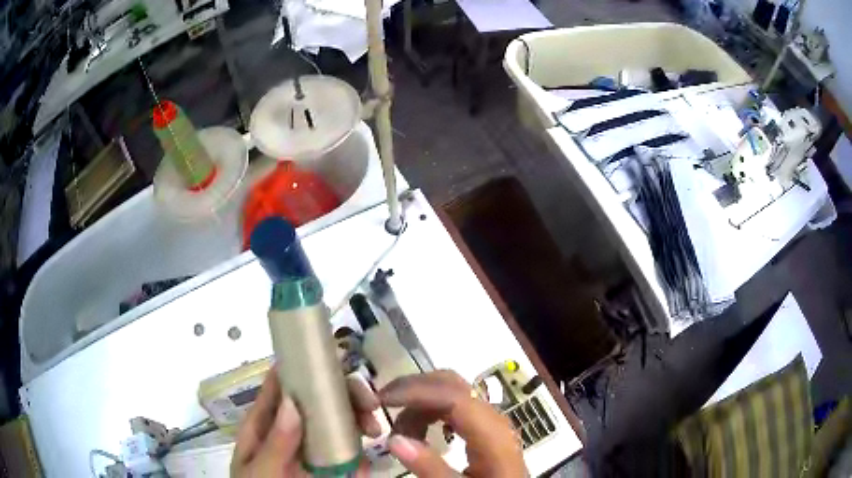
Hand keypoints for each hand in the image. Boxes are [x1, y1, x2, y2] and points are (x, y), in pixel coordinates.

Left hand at [231, 369, 380, 476]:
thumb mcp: (259, 469)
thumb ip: (274, 443)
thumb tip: (292, 401)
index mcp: (266, 423)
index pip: (282, 384)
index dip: (305, 366)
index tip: (338, 363)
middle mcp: (290, 430)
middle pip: (317, 400)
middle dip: (346, 395)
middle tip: (370, 404)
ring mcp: (309, 449)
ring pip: (337, 422)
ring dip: (359, 419)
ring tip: (375, 430)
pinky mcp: (328, 468)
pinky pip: (347, 453)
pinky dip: (361, 451)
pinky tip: (369, 457)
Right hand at [380, 370, 526, 476]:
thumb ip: (430, 467)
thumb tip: (395, 440)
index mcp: (492, 433)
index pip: (453, 396)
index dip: (416, 392)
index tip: (382, 400)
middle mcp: (493, 418)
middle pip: (452, 384)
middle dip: (414, 388)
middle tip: (382, 403)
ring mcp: (489, 420)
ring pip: (450, 393)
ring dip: (419, 404)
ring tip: (400, 433)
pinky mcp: (484, 427)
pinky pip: (454, 407)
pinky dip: (429, 412)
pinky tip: (418, 432)